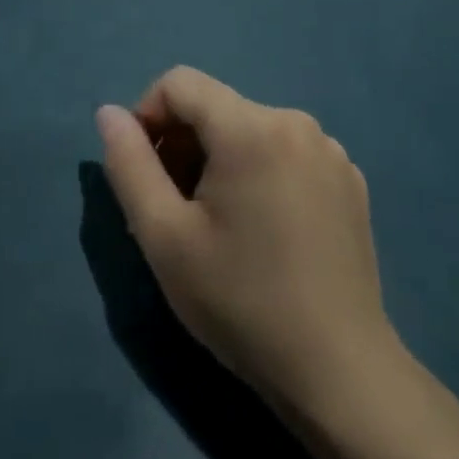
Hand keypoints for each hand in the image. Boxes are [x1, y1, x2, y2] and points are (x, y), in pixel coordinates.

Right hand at [96, 67, 396, 415]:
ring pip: (249, 129)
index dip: (147, 117)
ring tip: (218, 225)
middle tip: (176, 210)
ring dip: (219, 160)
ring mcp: (329, 150)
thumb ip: (128, 164)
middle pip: (215, 107)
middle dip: (183, 145)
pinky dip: (259, 172)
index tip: (144, 174)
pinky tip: (264, 231)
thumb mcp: (164, 237)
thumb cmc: (241, 302)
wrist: (340, 375)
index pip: (179, 83)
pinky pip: (285, 153)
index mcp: (251, 127)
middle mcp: (295, 122)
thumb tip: (110, 113)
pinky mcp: (349, 180)